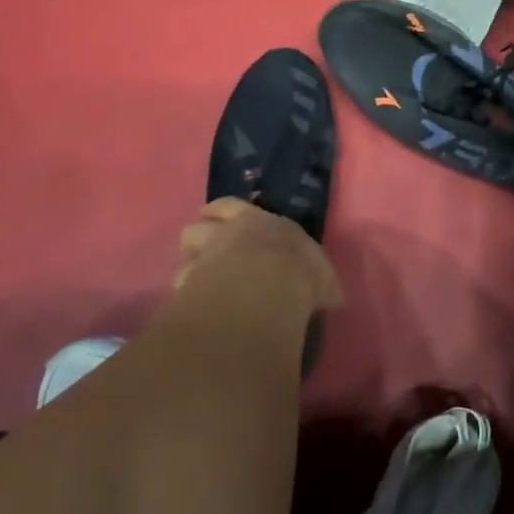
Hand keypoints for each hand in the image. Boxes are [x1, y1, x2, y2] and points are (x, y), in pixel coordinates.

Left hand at [174, 197, 343, 313]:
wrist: (267, 290)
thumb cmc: (300, 273)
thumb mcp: (323, 276)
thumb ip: (320, 282)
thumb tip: (331, 295)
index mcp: (258, 221)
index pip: (230, 206)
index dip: (221, 212)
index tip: (216, 217)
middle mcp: (226, 234)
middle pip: (197, 226)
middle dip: (200, 237)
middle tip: (206, 251)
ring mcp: (204, 259)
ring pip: (184, 255)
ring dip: (190, 265)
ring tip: (199, 281)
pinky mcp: (190, 286)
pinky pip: (182, 287)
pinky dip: (187, 295)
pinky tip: (195, 307)